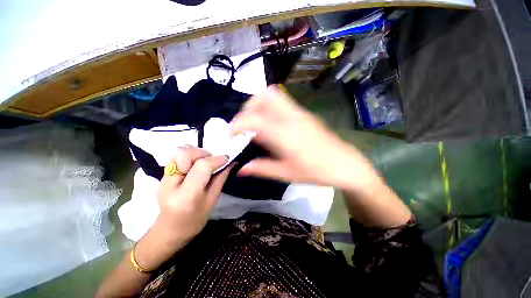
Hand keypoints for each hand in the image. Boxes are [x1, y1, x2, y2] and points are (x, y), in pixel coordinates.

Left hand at [134, 146, 230, 271]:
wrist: (170, 230)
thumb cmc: (195, 220)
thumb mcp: (212, 201)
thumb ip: (220, 179)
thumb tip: (230, 162)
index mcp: (186, 196)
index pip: (201, 167)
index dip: (216, 159)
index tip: (226, 159)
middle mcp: (170, 184)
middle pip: (185, 154)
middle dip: (203, 153)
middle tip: (212, 161)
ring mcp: (163, 178)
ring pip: (179, 151)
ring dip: (195, 153)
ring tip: (204, 162)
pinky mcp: (162, 175)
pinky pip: (176, 156)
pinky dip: (189, 155)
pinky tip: (195, 165)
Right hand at [230, 86, 378, 190]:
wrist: (345, 164)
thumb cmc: (316, 171)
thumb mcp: (286, 174)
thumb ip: (262, 169)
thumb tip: (241, 169)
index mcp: (285, 134)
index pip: (254, 119)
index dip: (237, 124)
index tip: (230, 135)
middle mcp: (291, 117)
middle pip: (265, 96)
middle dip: (249, 107)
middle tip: (245, 125)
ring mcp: (299, 113)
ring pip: (274, 95)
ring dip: (260, 105)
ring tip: (256, 124)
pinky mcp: (304, 114)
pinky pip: (282, 102)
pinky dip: (270, 108)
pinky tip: (271, 125)